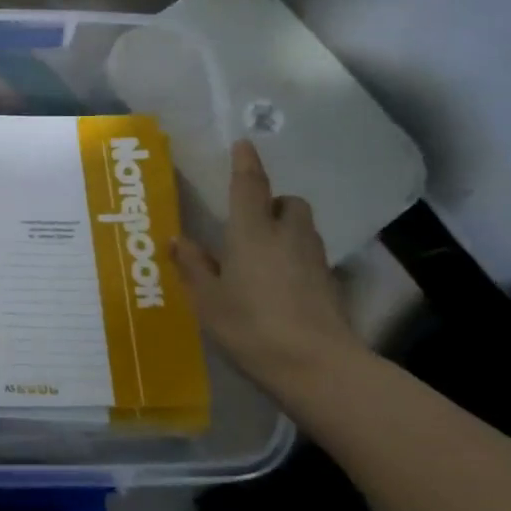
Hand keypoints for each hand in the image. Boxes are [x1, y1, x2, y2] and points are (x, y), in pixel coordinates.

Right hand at [171, 140, 357, 393]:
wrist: (318, 367)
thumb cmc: (251, 326)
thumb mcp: (208, 300)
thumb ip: (194, 266)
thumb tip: (178, 239)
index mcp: (252, 232)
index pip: (250, 185)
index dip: (246, 163)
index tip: (244, 143)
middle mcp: (287, 236)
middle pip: (289, 203)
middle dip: (274, 203)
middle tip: (253, 221)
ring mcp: (315, 261)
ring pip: (303, 229)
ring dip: (288, 230)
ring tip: (264, 254)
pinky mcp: (331, 286)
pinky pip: (310, 258)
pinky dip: (296, 260)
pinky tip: (280, 286)